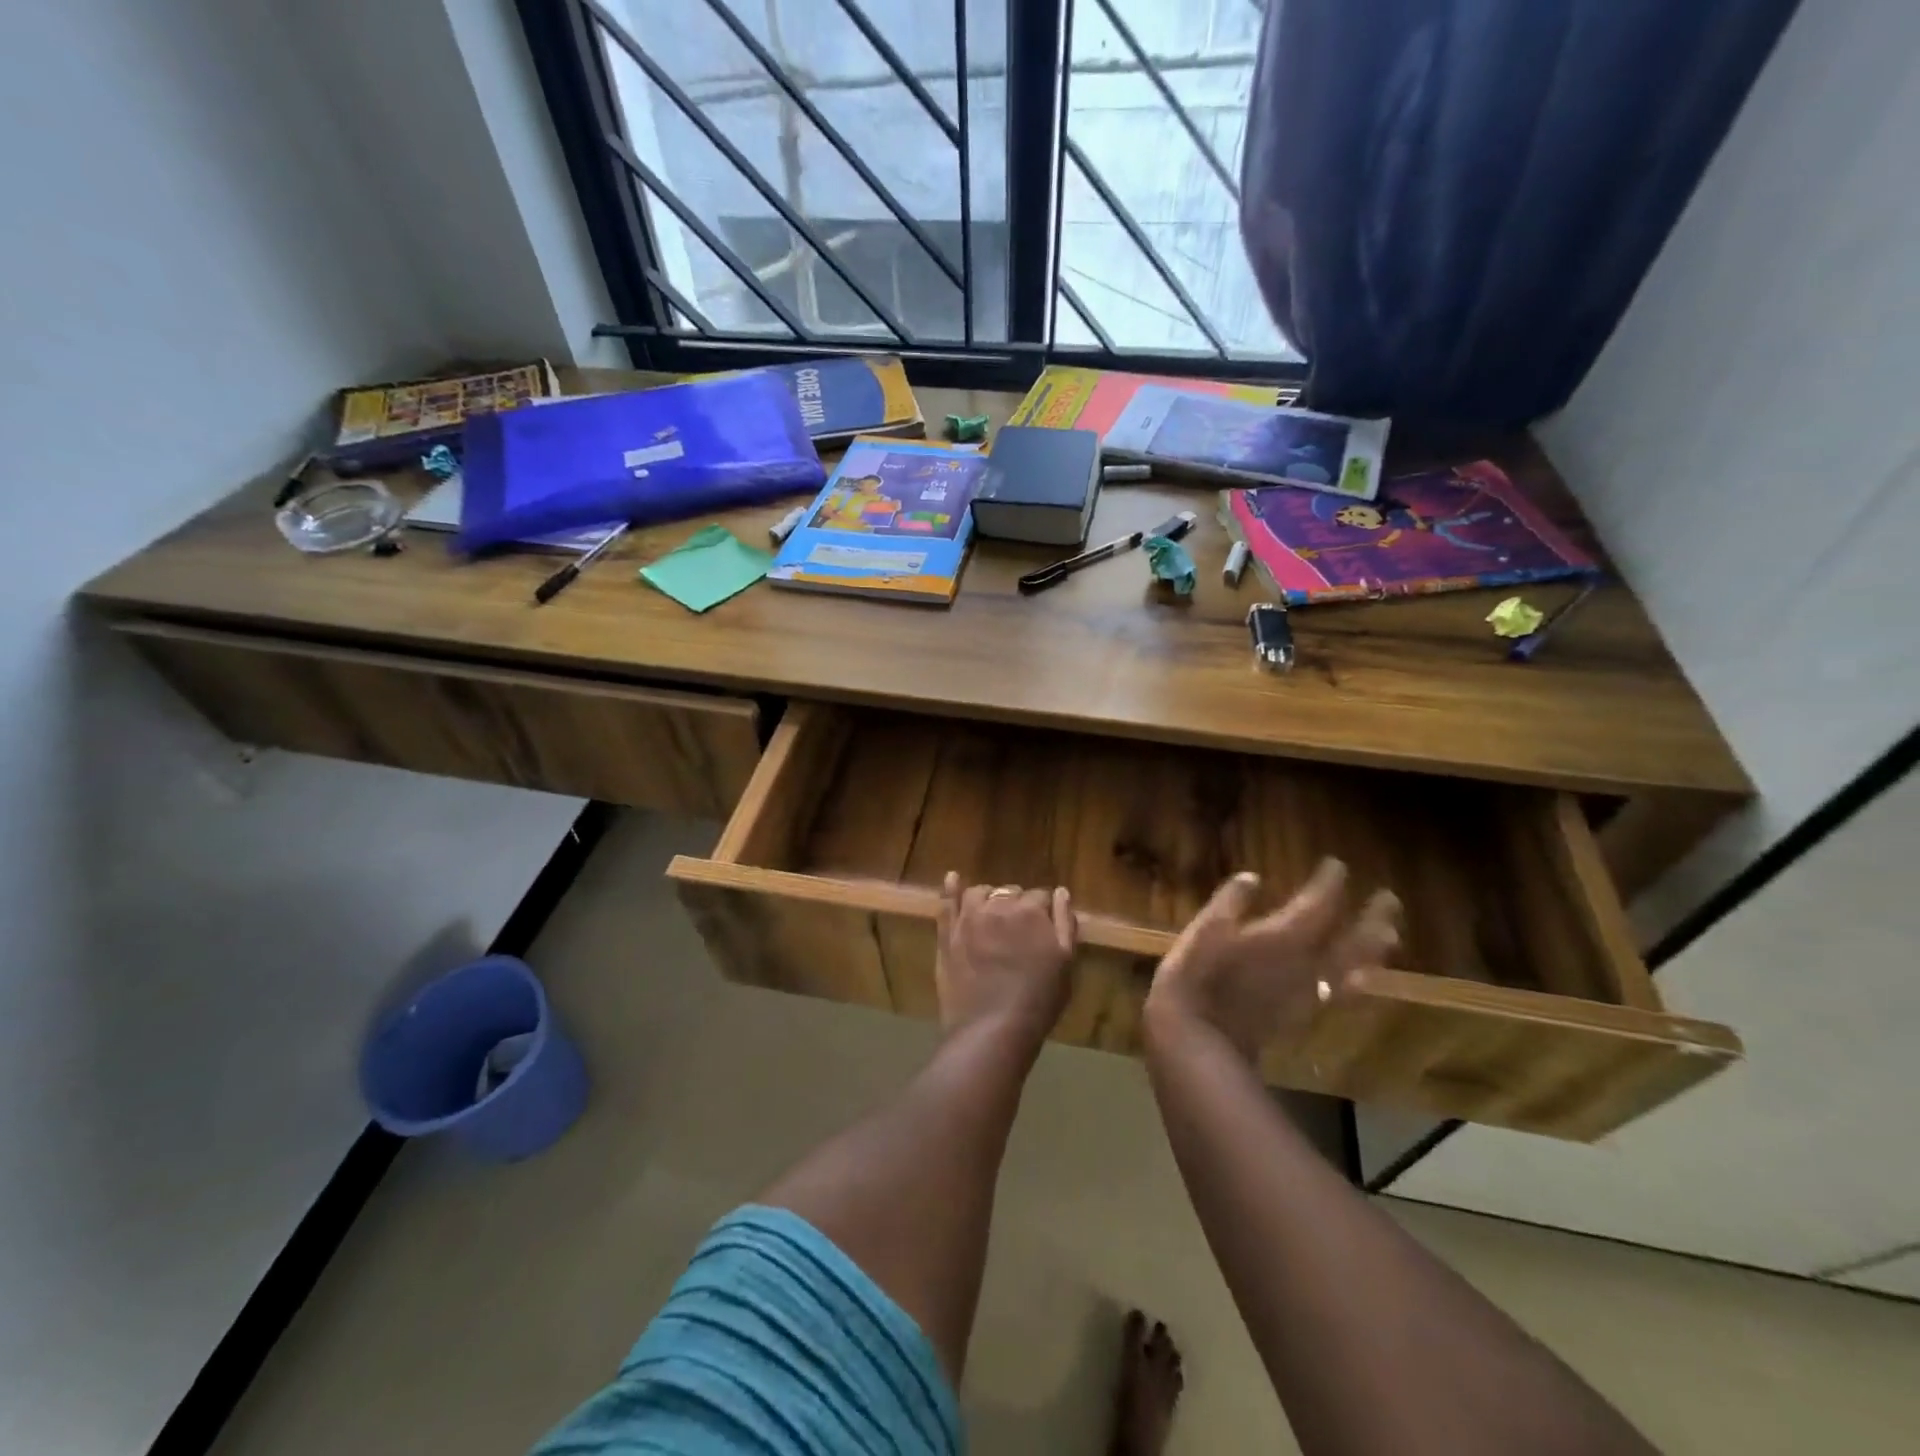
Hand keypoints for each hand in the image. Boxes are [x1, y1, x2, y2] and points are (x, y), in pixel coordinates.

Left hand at [936, 875, 1076, 1043]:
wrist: (993, 1029)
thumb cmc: (1038, 999)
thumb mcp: (1066, 963)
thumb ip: (1065, 923)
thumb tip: (1061, 893)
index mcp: (1030, 911)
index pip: (1041, 896)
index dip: (1044, 911)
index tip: (1045, 928)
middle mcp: (998, 906)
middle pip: (1010, 892)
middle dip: (1017, 904)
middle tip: (1020, 930)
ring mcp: (968, 919)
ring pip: (980, 893)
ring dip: (989, 897)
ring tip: (993, 913)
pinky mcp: (947, 935)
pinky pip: (946, 903)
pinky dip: (950, 889)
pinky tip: (953, 878)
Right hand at [1145, 859, 1399, 1063]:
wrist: (1198, 1038)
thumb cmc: (1198, 975)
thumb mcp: (1206, 928)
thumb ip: (1231, 901)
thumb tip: (1252, 877)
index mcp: (1285, 936)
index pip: (1318, 904)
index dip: (1329, 882)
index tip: (1337, 864)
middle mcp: (1308, 963)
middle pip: (1352, 940)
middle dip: (1372, 917)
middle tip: (1390, 899)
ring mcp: (1308, 993)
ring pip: (1354, 970)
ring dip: (1374, 952)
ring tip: (1390, 937)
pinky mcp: (1302, 1015)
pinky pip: (1342, 995)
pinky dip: (1358, 983)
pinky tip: (1361, 980)